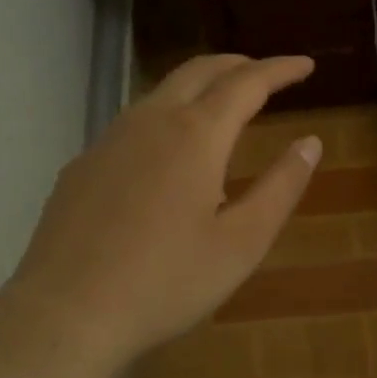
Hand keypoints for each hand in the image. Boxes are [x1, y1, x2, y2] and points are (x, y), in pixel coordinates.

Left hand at [0, 54, 320, 377]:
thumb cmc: (166, 282)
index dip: (280, 69)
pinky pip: (132, 124)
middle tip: (265, 73)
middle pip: (199, 71)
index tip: (306, 64)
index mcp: (196, 134)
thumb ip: (281, 187)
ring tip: (221, 105)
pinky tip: (166, 153)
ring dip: (198, 87)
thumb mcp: (242, 242)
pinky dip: (165, 117)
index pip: (247, 83)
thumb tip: (310, 143)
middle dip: (237, 65)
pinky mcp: (82, 165)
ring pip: (160, 92)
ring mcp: (109, 140)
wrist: (66, 313)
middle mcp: (150, 121)